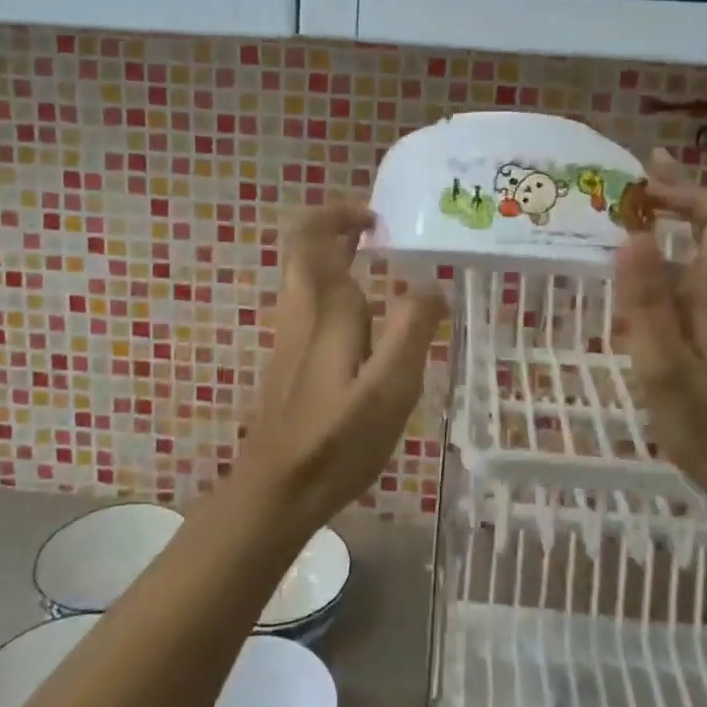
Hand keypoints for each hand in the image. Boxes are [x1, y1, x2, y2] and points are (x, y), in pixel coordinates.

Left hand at [242, 202, 447, 530]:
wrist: (276, 492)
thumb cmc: (336, 440)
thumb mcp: (389, 389)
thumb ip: (412, 330)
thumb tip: (431, 285)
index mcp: (324, 308)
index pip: (317, 237)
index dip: (343, 215)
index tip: (380, 218)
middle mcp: (301, 311)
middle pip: (304, 249)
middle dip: (336, 228)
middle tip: (378, 230)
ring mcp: (291, 336)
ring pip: (306, 277)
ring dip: (337, 258)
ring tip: (383, 267)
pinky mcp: (291, 361)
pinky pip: (312, 304)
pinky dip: (338, 290)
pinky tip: (370, 322)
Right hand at [613, 152, 706, 488]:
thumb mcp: (664, 364)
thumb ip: (647, 300)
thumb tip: (634, 234)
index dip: (687, 192)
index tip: (642, 189)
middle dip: (676, 196)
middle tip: (635, 176)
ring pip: (700, 254)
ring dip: (668, 229)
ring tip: (621, 220)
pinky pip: (694, 281)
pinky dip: (666, 264)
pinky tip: (634, 279)